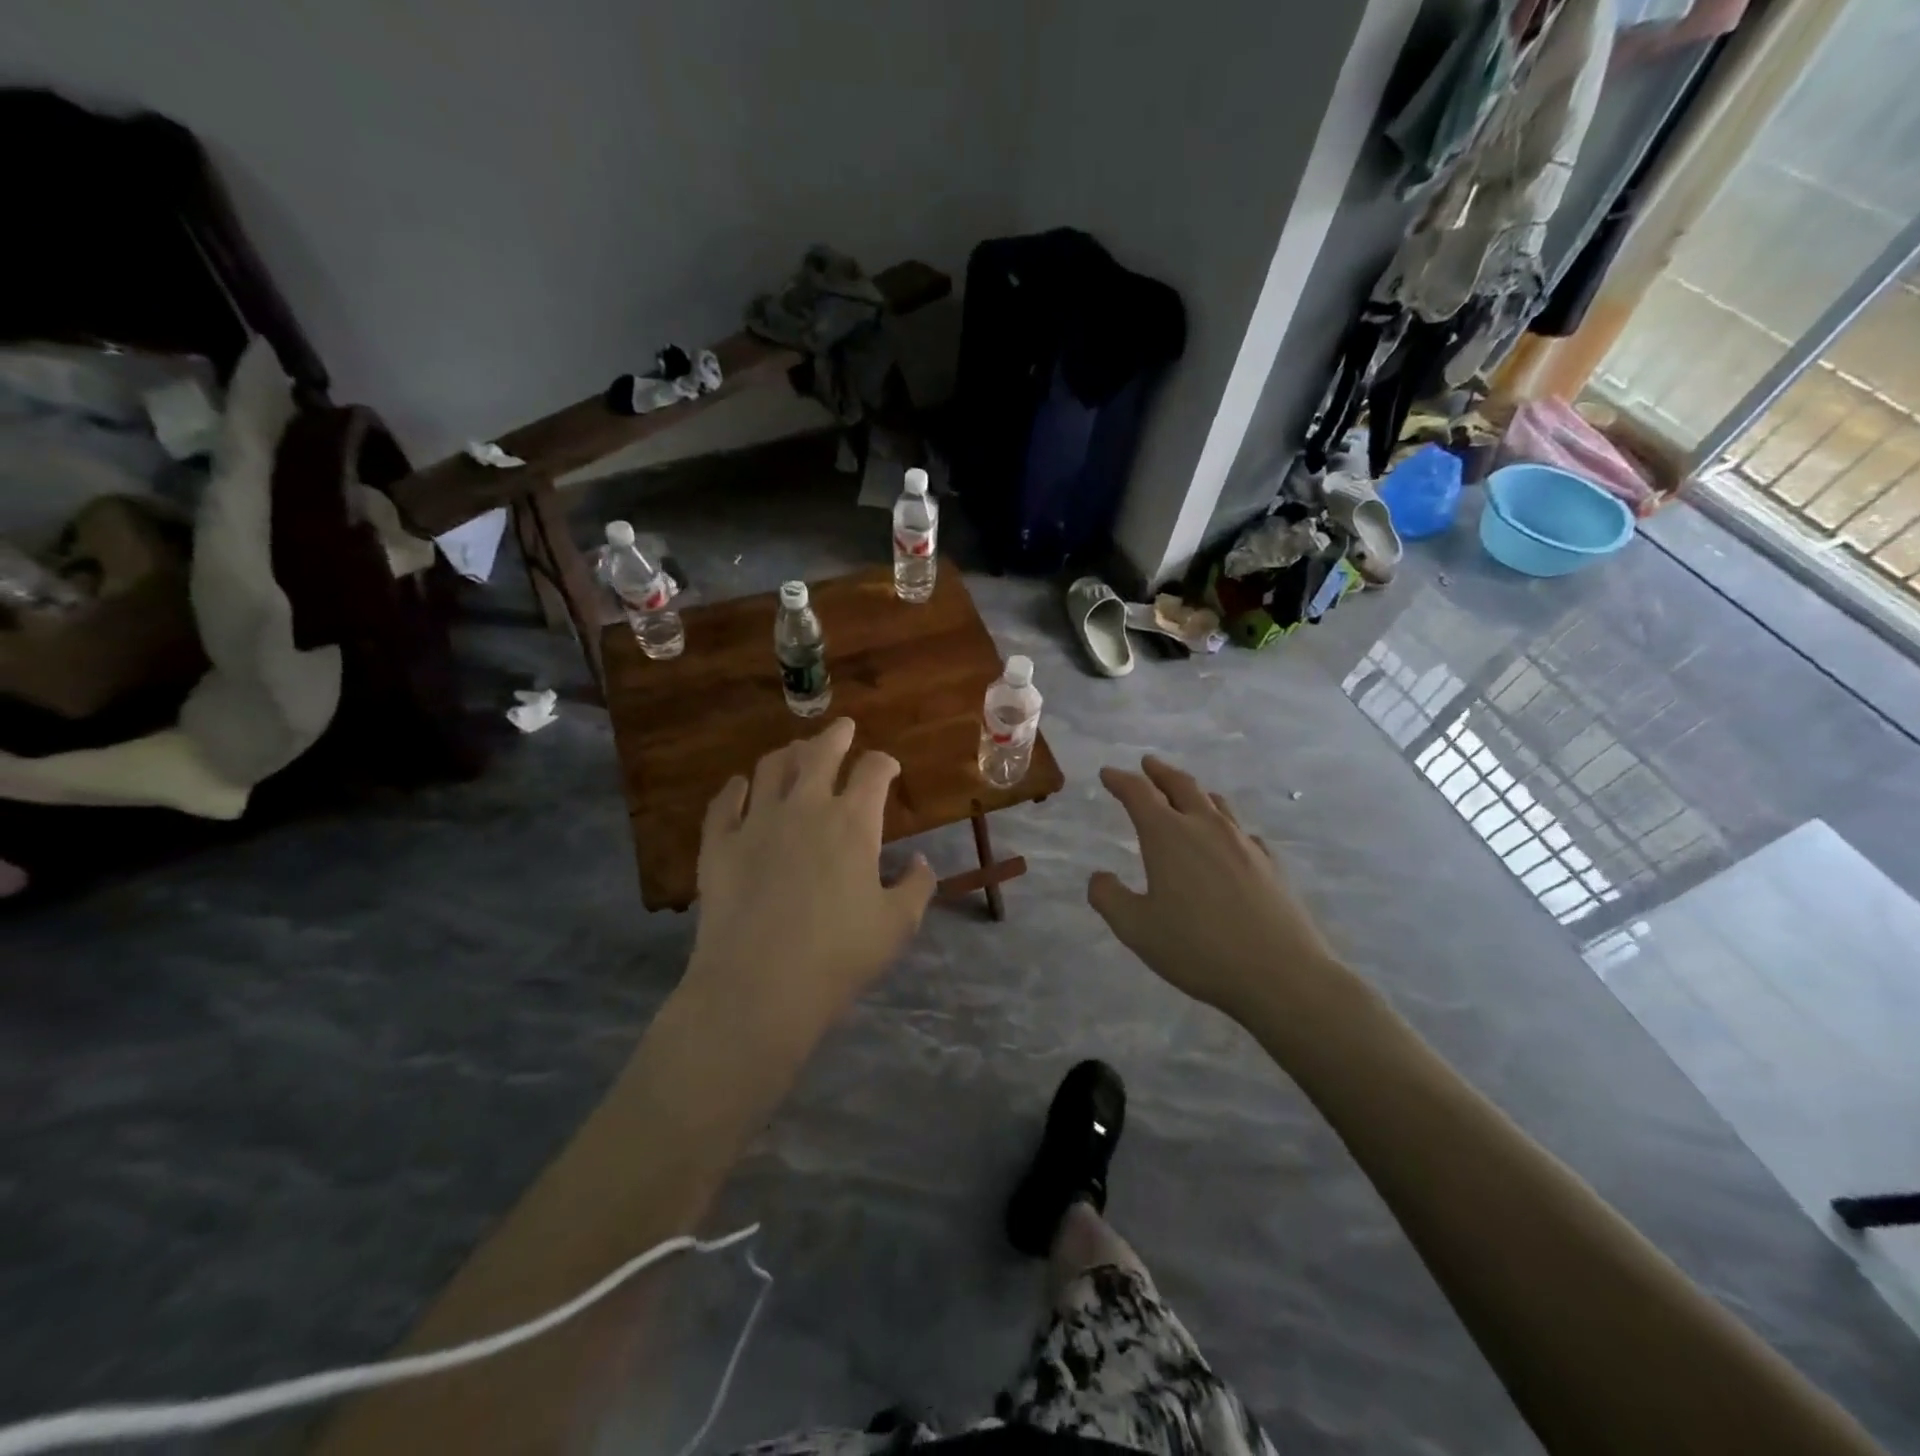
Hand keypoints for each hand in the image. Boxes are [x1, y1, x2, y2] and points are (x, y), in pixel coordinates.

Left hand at [688, 718, 936, 1033]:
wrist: (759, 985)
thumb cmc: (839, 956)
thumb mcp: (896, 926)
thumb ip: (916, 887)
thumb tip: (921, 862)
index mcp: (853, 822)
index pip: (873, 772)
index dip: (884, 762)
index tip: (888, 766)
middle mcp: (805, 807)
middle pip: (820, 753)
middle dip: (836, 736)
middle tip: (843, 728)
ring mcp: (757, 822)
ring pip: (770, 768)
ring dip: (787, 753)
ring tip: (795, 751)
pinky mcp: (719, 844)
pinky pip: (725, 802)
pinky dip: (734, 789)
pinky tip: (739, 786)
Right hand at [1088, 757, 1345, 1022]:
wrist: (1281, 974)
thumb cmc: (1198, 948)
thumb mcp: (1136, 929)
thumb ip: (1109, 898)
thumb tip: (1098, 876)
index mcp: (1168, 836)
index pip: (1139, 794)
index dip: (1120, 780)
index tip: (1108, 773)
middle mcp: (1206, 827)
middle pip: (1181, 785)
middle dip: (1160, 772)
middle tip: (1147, 764)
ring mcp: (1243, 843)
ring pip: (1215, 803)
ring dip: (1194, 792)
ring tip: (1185, 793)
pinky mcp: (1270, 863)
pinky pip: (1242, 831)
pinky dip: (1225, 825)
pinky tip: (1228, 840)